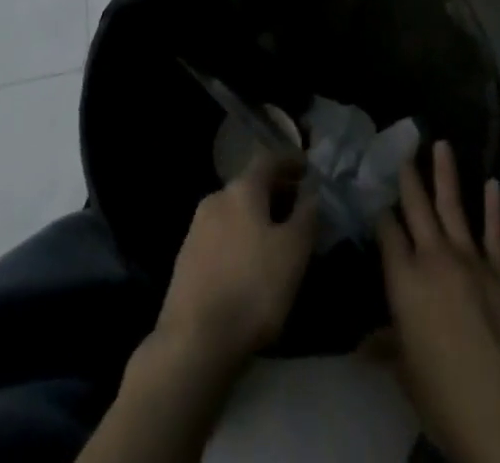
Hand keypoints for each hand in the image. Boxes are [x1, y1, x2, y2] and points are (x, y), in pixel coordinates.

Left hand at [156, 150, 317, 367]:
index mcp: (242, 189)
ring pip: (235, 210)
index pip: (268, 160)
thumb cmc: (252, 288)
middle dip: (276, 192)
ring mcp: (197, 227)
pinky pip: (222, 233)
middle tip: (299, 207)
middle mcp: (216, 198)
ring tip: (278, 236)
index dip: (290, 161)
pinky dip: (241, 235)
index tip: (308, 168)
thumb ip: (306, 217)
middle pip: (250, 184)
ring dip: (258, 215)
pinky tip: (251, 261)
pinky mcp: (187, 256)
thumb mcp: (293, 253)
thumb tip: (313, 193)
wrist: (194, 339)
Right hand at [375, 142, 499, 462]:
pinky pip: (495, 233)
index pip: (386, 232)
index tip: (374, 191)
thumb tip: (364, 344)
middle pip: (416, 207)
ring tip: (441, 143)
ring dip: (446, 174)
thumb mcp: (406, 374)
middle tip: (402, 147)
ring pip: (453, 206)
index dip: (380, 211)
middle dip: (408, 176)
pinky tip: (492, 183)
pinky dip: (493, 207)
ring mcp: (470, 260)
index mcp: (404, 280)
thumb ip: (387, 346)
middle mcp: (433, 258)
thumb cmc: (445, 398)